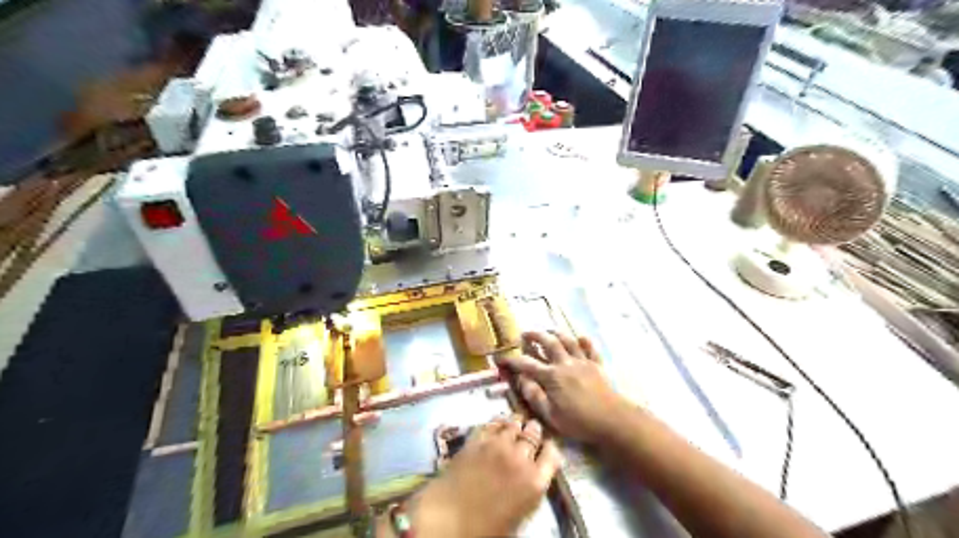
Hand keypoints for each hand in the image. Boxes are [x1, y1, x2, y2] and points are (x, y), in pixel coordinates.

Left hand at [404, 414, 563, 536]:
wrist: (447, 519)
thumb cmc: (485, 529)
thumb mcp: (519, 518)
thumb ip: (531, 492)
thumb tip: (534, 478)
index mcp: (534, 482)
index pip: (553, 454)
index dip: (550, 449)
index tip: (546, 448)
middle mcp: (520, 458)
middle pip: (533, 434)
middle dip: (534, 432)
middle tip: (532, 431)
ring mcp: (497, 445)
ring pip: (514, 424)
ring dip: (517, 424)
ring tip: (516, 423)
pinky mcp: (477, 439)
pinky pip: (492, 423)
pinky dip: (498, 422)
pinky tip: (498, 423)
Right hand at [499, 333, 634, 445]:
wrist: (613, 419)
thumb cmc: (579, 421)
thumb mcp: (550, 415)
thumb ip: (534, 396)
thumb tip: (521, 379)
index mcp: (551, 376)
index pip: (527, 364)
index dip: (513, 360)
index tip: (502, 358)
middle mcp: (565, 363)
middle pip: (549, 343)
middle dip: (535, 336)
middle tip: (525, 334)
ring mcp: (583, 362)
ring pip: (568, 341)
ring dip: (556, 333)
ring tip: (548, 330)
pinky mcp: (597, 365)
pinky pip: (590, 349)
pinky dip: (584, 341)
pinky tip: (580, 338)